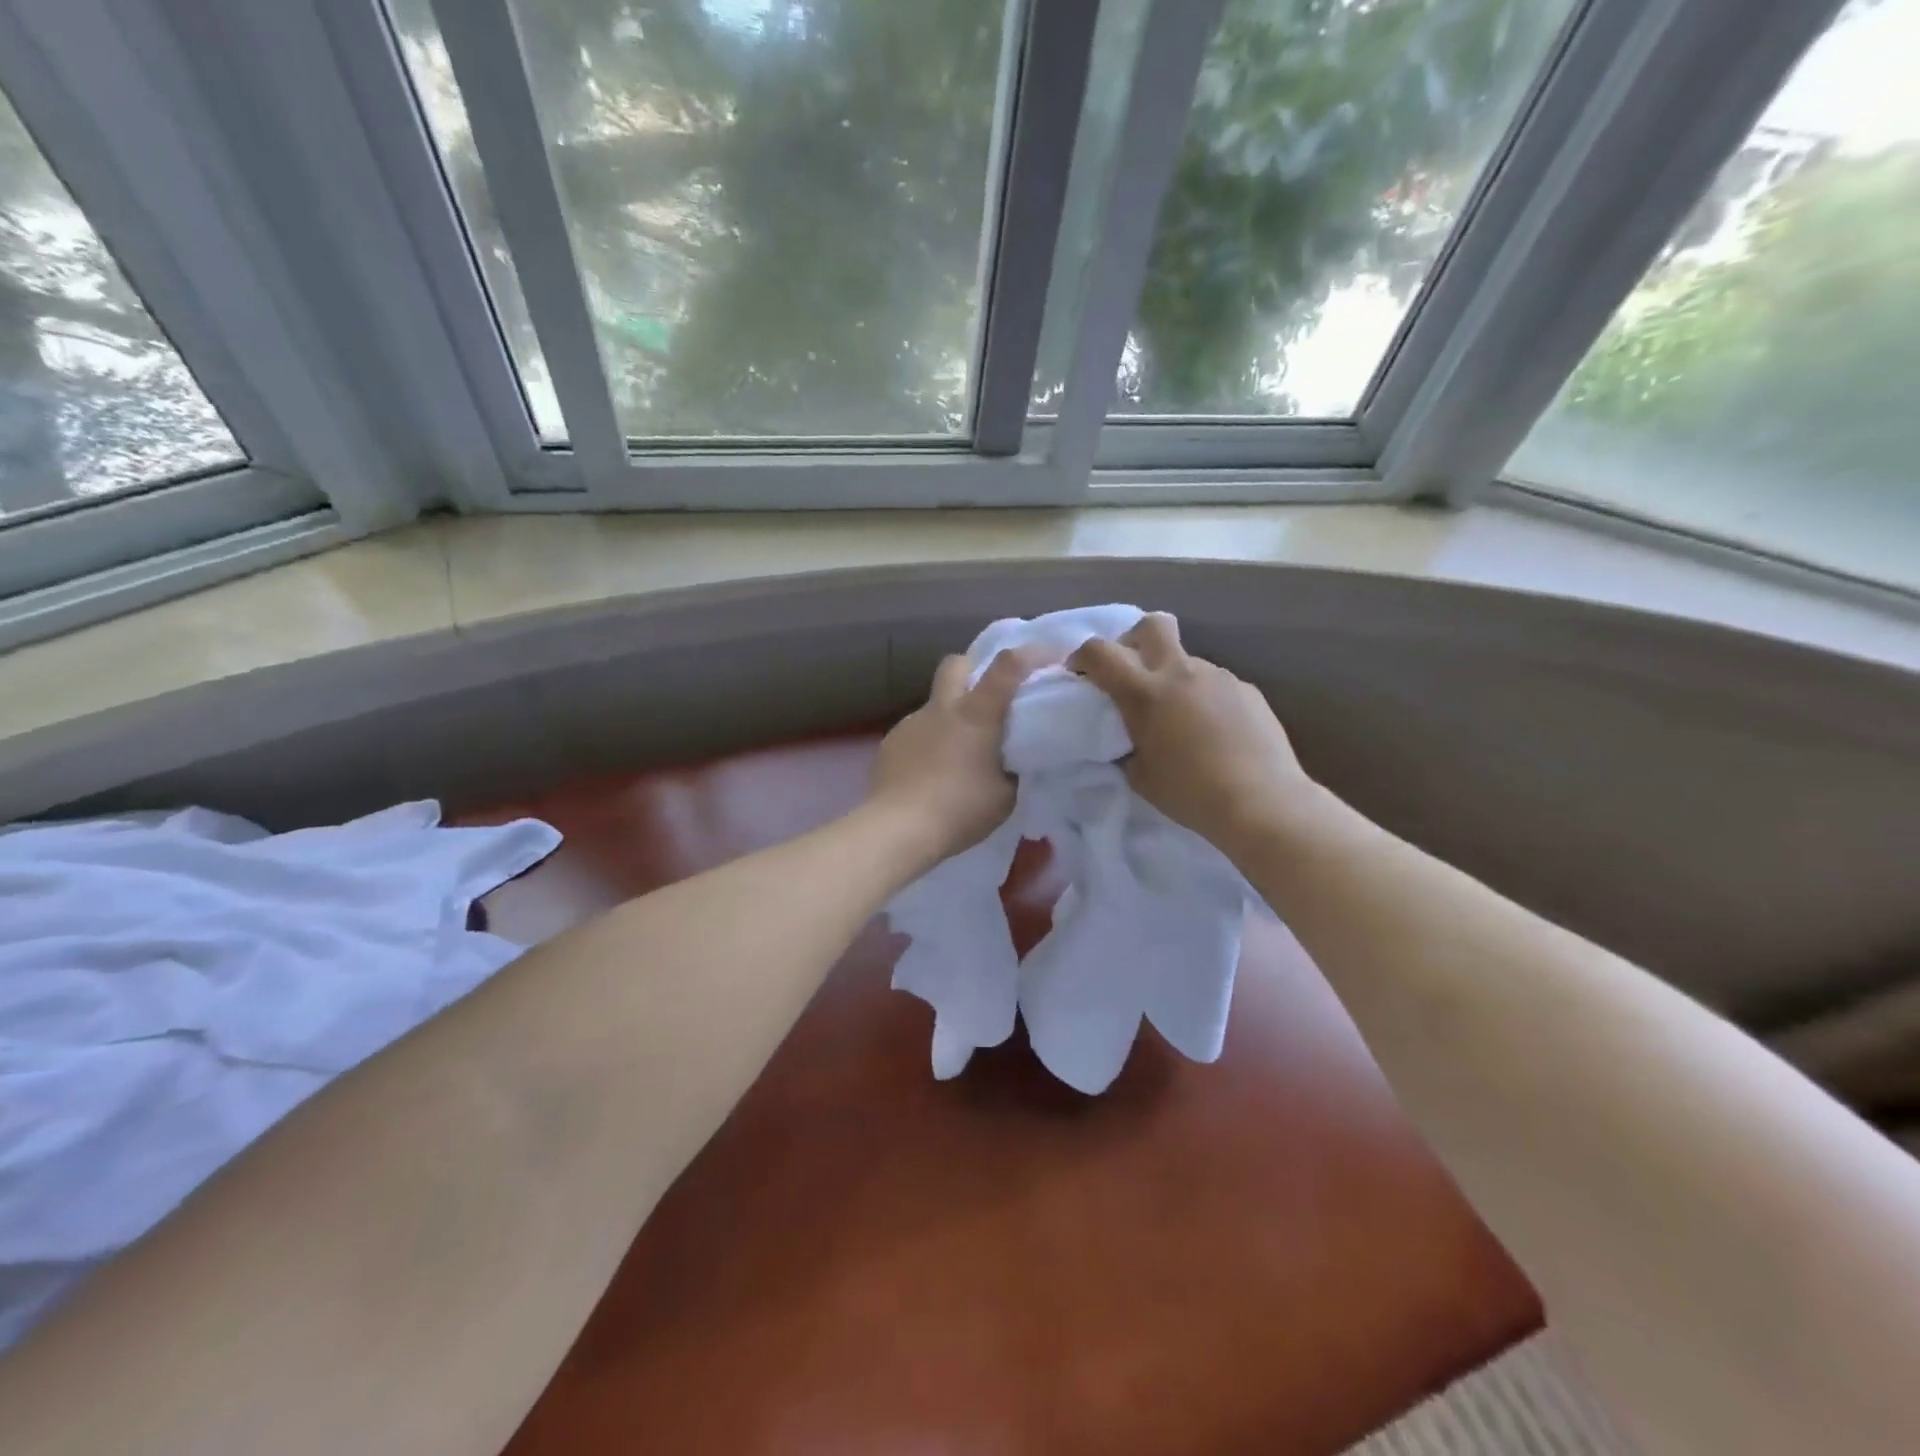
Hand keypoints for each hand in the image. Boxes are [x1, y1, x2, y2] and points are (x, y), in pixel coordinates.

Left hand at [866, 648, 1035, 866]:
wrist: (898, 828)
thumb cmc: (960, 810)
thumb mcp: (1004, 795)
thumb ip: (1010, 769)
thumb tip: (1008, 762)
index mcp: (976, 714)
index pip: (1007, 667)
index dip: (1031, 653)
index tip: (1050, 654)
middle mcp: (941, 709)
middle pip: (956, 663)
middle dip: (974, 668)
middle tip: (987, 694)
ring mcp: (910, 724)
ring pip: (934, 704)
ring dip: (950, 716)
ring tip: (958, 753)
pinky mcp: (889, 744)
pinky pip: (917, 733)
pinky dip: (929, 743)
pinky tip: (930, 773)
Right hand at [1068, 614, 1318, 856]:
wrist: (1262, 803)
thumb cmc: (1190, 794)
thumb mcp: (1139, 776)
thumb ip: (1126, 745)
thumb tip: (1128, 737)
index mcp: (1144, 693)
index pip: (1100, 652)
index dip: (1082, 656)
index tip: (1079, 673)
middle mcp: (1181, 673)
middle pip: (1152, 625)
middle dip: (1134, 639)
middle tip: (1131, 672)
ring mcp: (1218, 677)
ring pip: (1186, 660)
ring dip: (1173, 678)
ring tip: (1179, 719)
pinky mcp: (1247, 690)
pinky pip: (1214, 684)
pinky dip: (1203, 698)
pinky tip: (1213, 732)